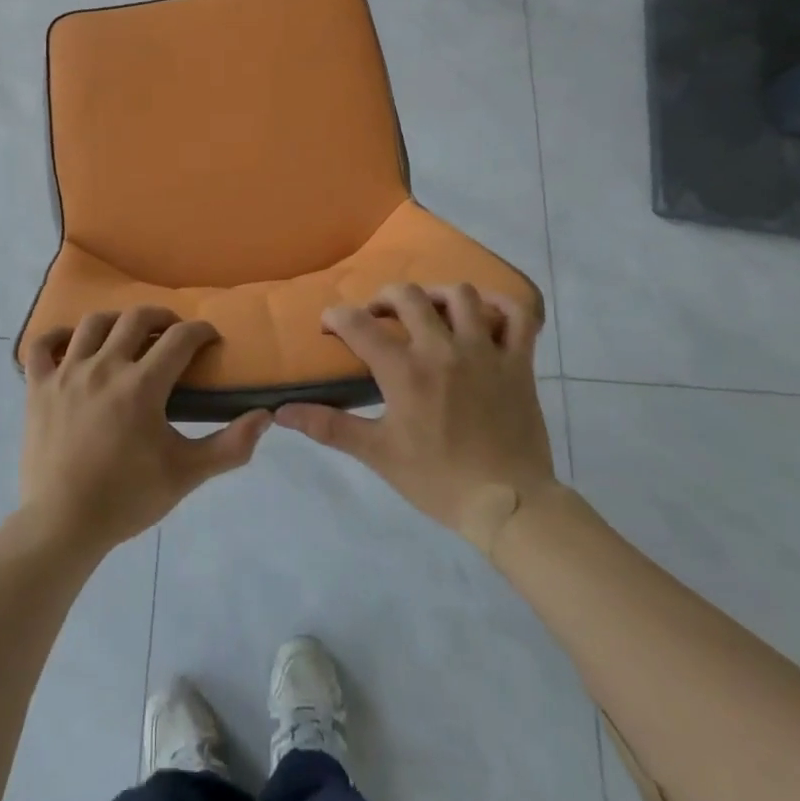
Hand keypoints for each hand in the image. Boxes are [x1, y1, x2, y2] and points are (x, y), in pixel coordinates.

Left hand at [19, 307, 270, 557]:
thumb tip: (265, 416)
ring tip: (127, 334)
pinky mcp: (38, 387)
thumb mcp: (187, 474)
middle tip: (173, 333)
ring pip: (92, 323)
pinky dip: (56, 336)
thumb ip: (230, 446)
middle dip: (162, 318)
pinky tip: (71, 343)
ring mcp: (66, 373)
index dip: (201, 331)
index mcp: (141, 385)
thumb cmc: (127, 498)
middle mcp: (104, 367)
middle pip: (136, 318)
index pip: (180, 339)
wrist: (62, 525)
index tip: (210, 339)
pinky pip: (42, 346)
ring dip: (116, 321)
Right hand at [275, 282, 557, 554]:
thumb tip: (281, 412)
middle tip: (378, 317)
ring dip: (437, 296)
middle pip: (407, 296)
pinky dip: (503, 305)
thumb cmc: (438, 480)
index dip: (336, 317)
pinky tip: (486, 312)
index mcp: (404, 370)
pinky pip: (518, 316)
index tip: (329, 326)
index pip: (358, 324)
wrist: (508, 505)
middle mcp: (442, 348)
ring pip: (461, 295)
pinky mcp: (518, 361)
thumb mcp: (378, 453)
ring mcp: (484, 351)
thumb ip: (329, 426)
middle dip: (383, 298)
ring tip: (429, 312)